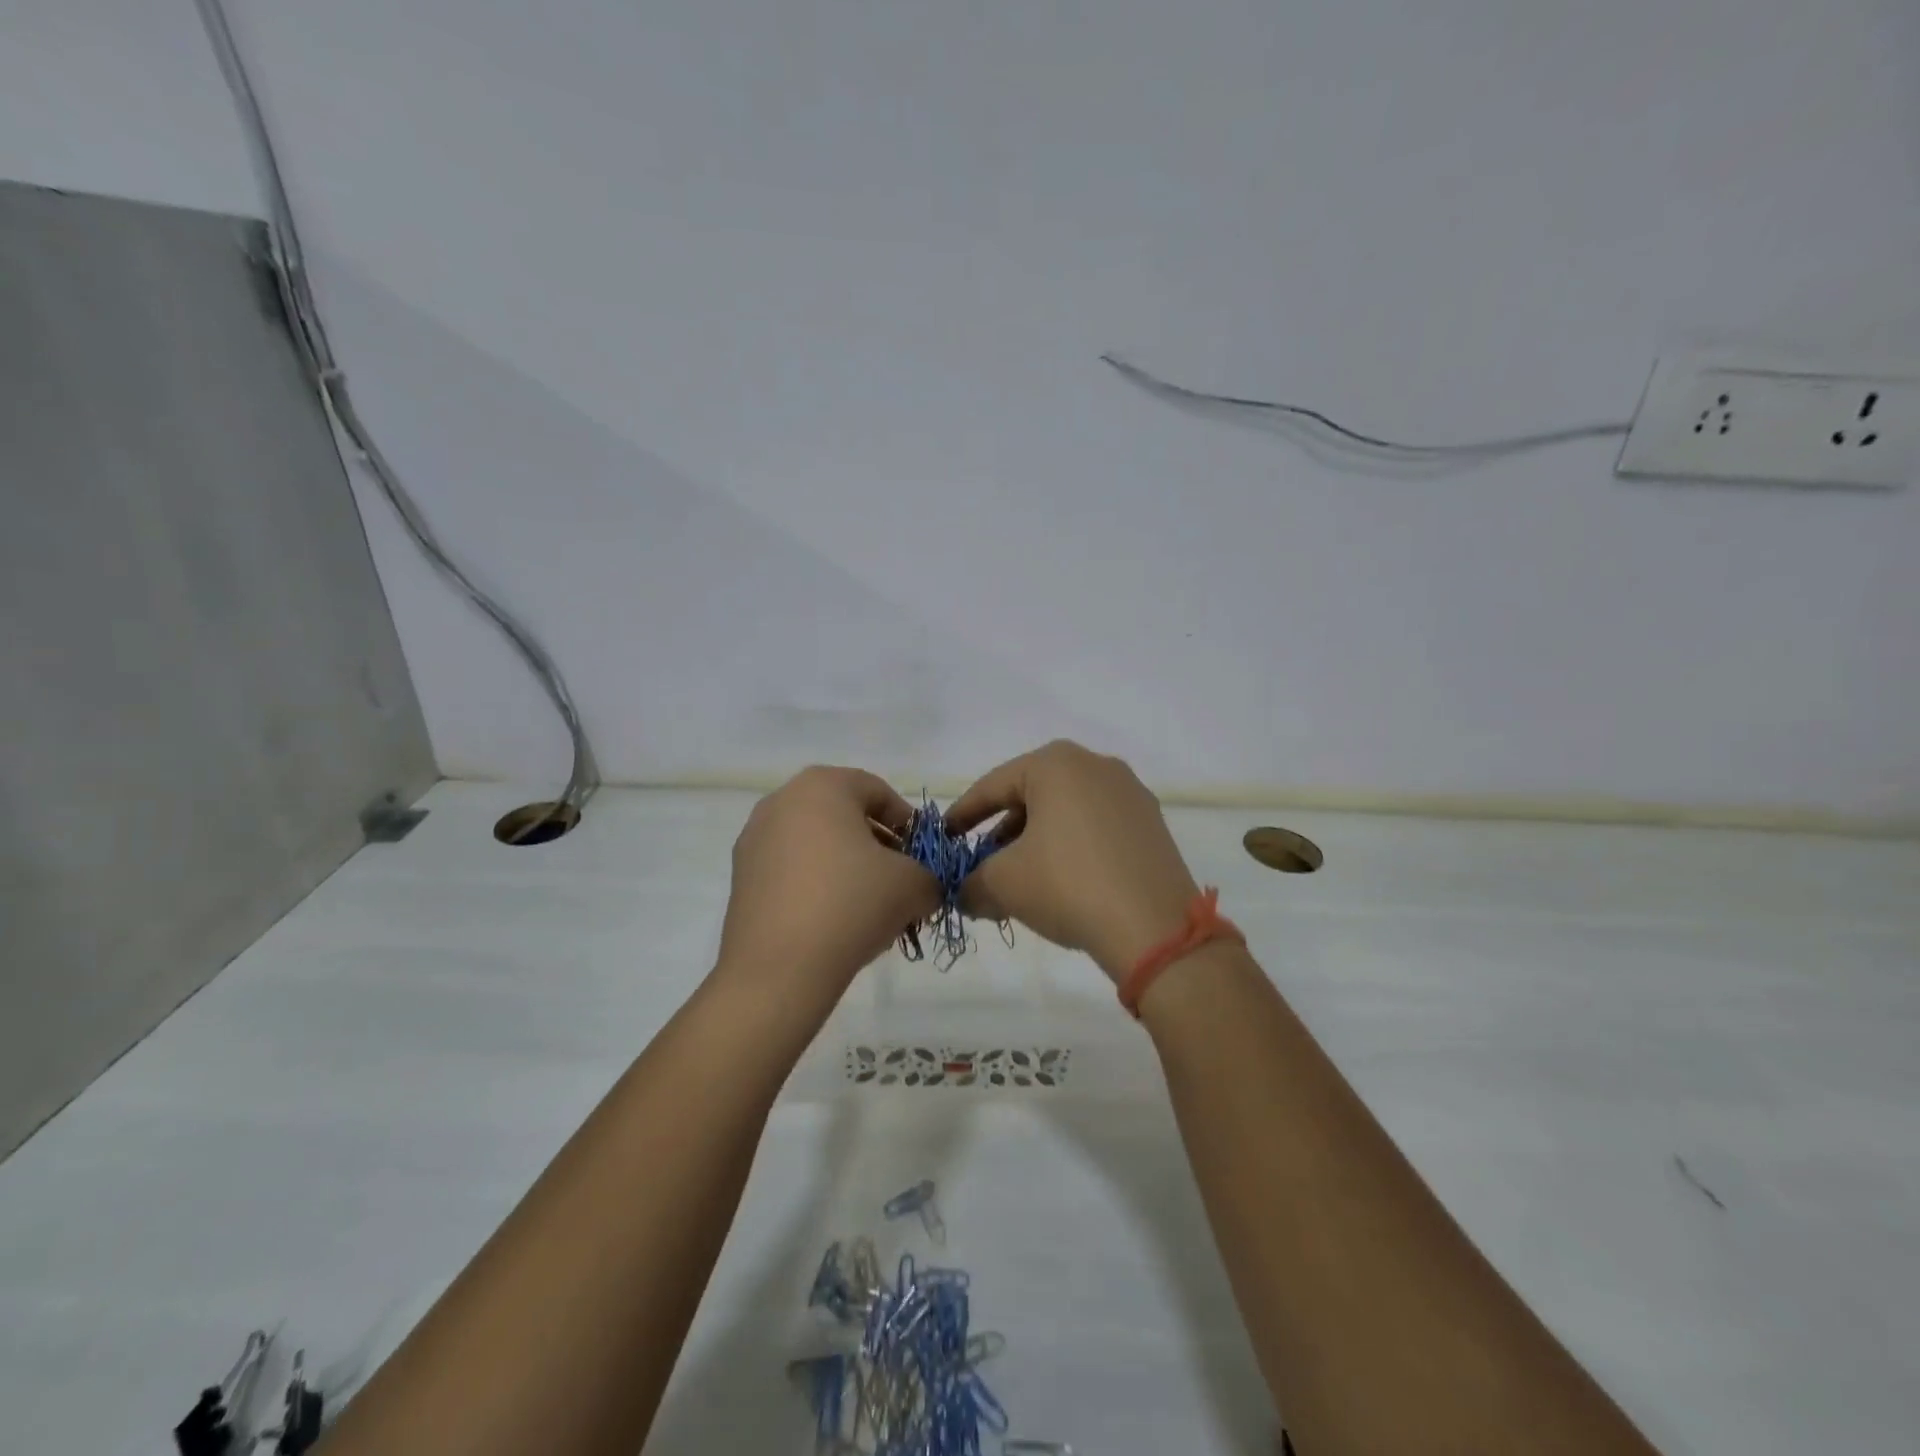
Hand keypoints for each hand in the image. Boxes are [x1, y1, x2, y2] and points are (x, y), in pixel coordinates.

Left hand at [715, 767, 936, 1002]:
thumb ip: (930, 876)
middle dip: (878, 847)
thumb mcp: (913, 885)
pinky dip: (818, 886)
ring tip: (871, 908)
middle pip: (845, 817)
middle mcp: (782, 801)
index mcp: (822, 785)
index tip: (922, 858)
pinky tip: (836, 922)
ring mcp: (755, 839)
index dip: (908, 824)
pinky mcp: (741, 878)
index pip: (878, 792)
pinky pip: (792, 870)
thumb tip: (924, 886)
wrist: (779, 969)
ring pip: (818, 845)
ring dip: (848, 868)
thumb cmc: (851, 904)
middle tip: (901, 883)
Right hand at [947, 741, 1200, 982]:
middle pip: (1031, 796)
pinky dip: (1071, 848)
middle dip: (1002, 833)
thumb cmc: (1068, 886)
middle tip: (982, 865)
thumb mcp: (1003, 884)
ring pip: (1065, 813)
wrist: (1155, 928)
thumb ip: (971, 883)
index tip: (944, 838)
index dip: (962, 815)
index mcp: (1056, 764)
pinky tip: (1061, 883)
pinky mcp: (1151, 823)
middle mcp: (1096, 765)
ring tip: (1019, 880)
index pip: (993, 786)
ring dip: (1036, 842)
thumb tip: (965, 894)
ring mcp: (1129, 793)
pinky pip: (1096, 827)